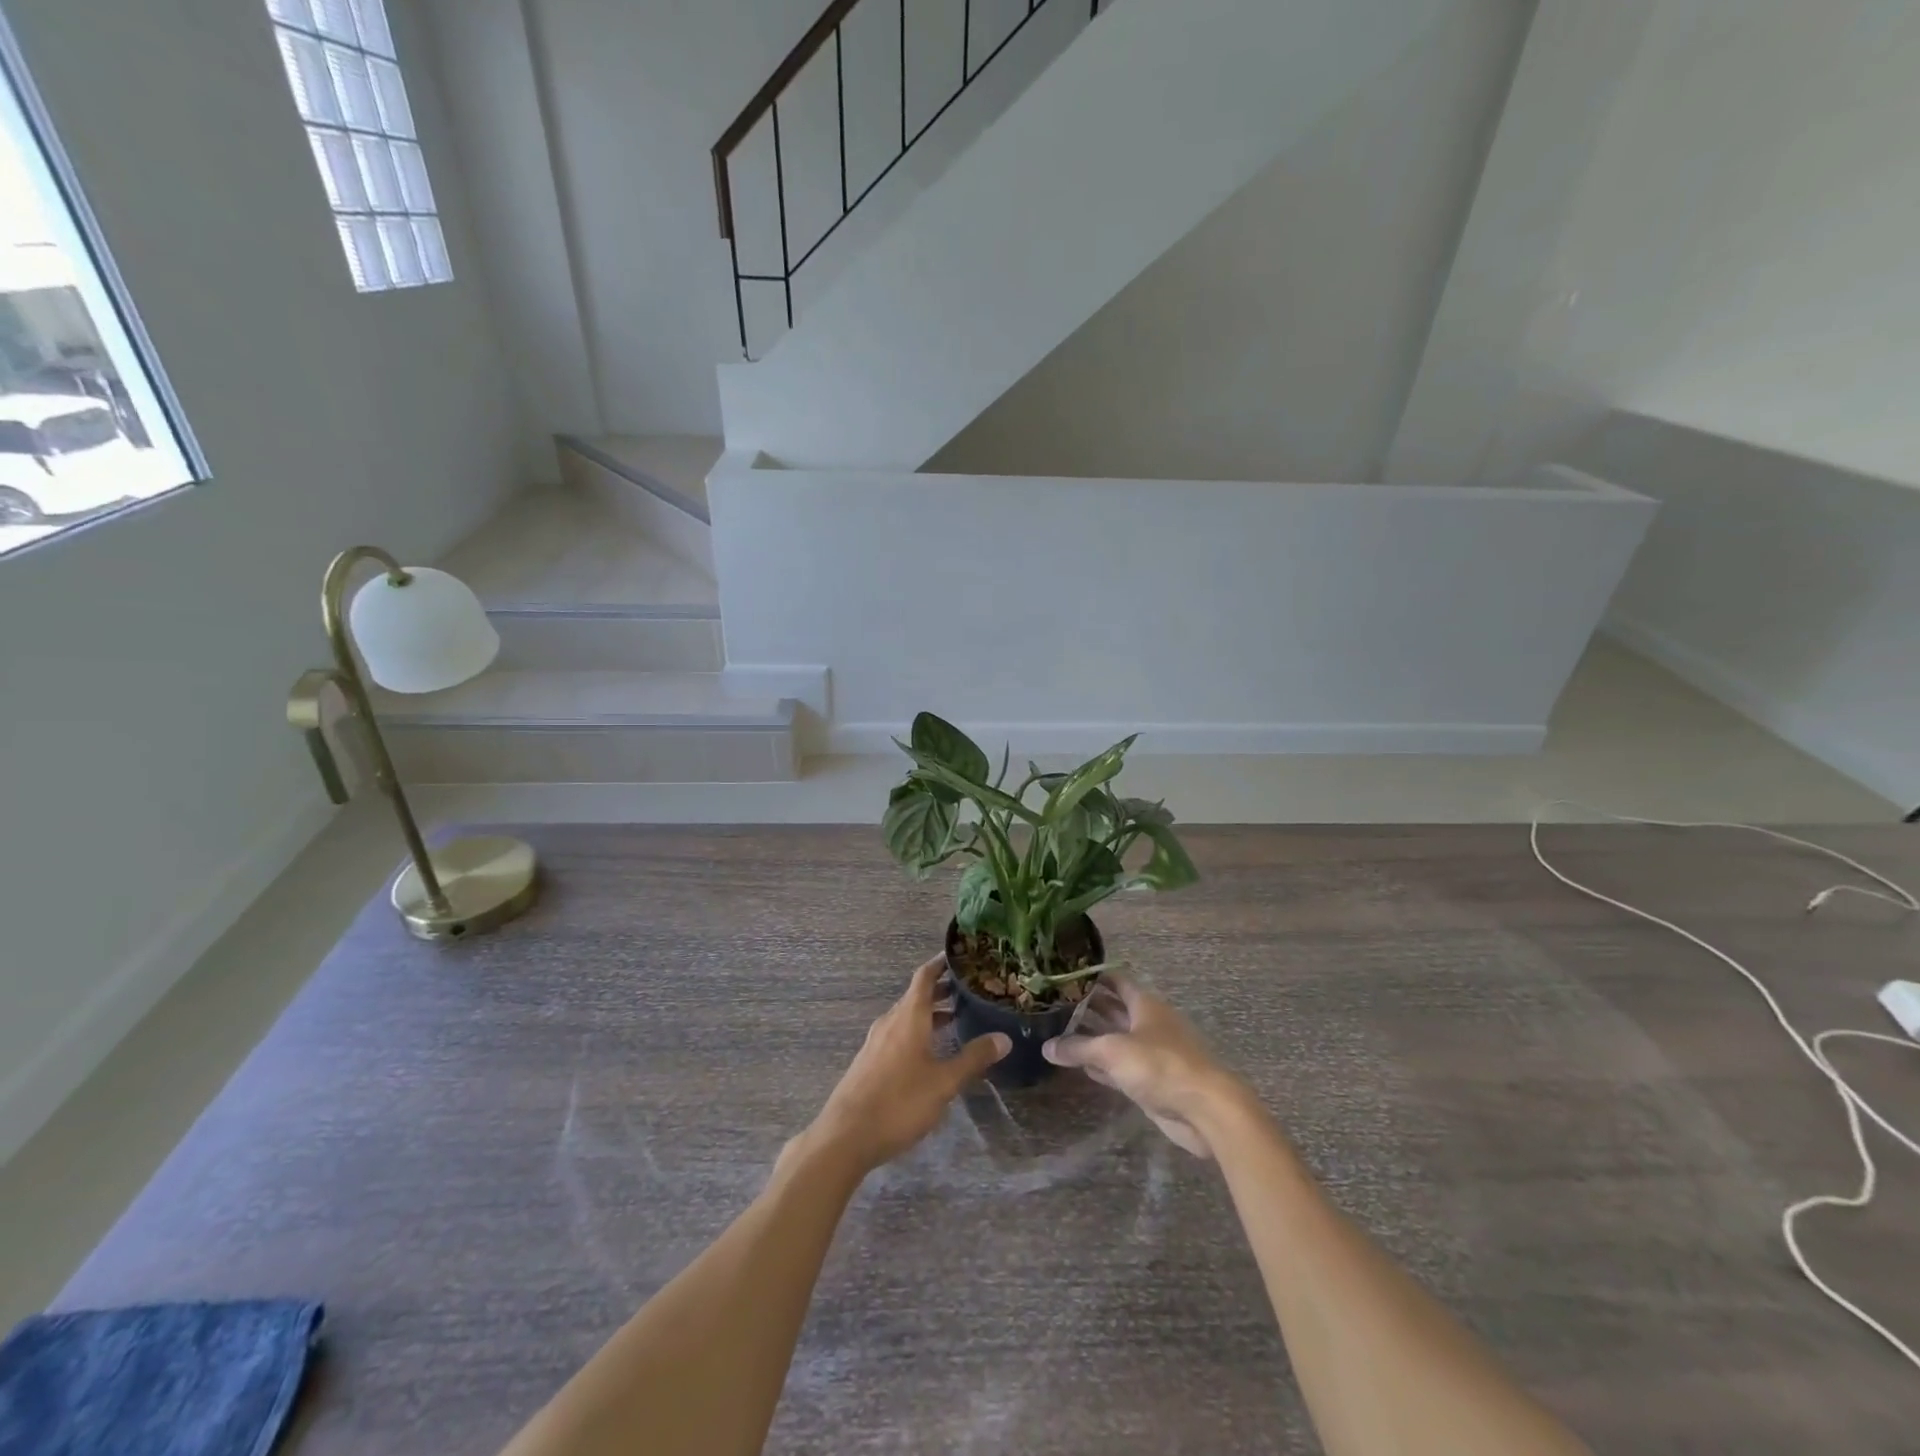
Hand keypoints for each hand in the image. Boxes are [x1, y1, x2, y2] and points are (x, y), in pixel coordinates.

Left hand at [806, 958, 1009, 1174]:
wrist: (846, 1135)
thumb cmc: (899, 1102)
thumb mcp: (944, 1082)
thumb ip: (973, 1058)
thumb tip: (1004, 1038)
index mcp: (909, 1016)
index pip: (925, 977)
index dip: (941, 964)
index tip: (960, 957)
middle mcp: (890, 1021)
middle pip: (916, 996)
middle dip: (941, 991)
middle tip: (969, 991)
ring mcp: (876, 1041)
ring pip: (907, 1017)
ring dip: (930, 1014)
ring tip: (956, 1020)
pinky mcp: (869, 1061)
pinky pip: (897, 1034)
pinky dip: (917, 1031)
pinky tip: (929, 1053)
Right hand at [1042, 973, 1246, 1157]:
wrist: (1205, 1109)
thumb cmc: (1160, 1065)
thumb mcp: (1113, 1051)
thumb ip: (1078, 1048)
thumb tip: (1046, 1047)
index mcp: (1144, 1004)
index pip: (1115, 980)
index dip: (1092, 976)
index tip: (1064, 975)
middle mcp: (1148, 1022)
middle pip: (1114, 1009)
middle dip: (1087, 1007)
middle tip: (1053, 1004)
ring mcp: (1151, 1052)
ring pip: (1116, 1038)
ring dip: (1091, 1037)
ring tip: (1058, 1032)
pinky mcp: (1151, 1080)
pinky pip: (1120, 1066)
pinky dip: (1102, 1064)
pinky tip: (1081, 1066)